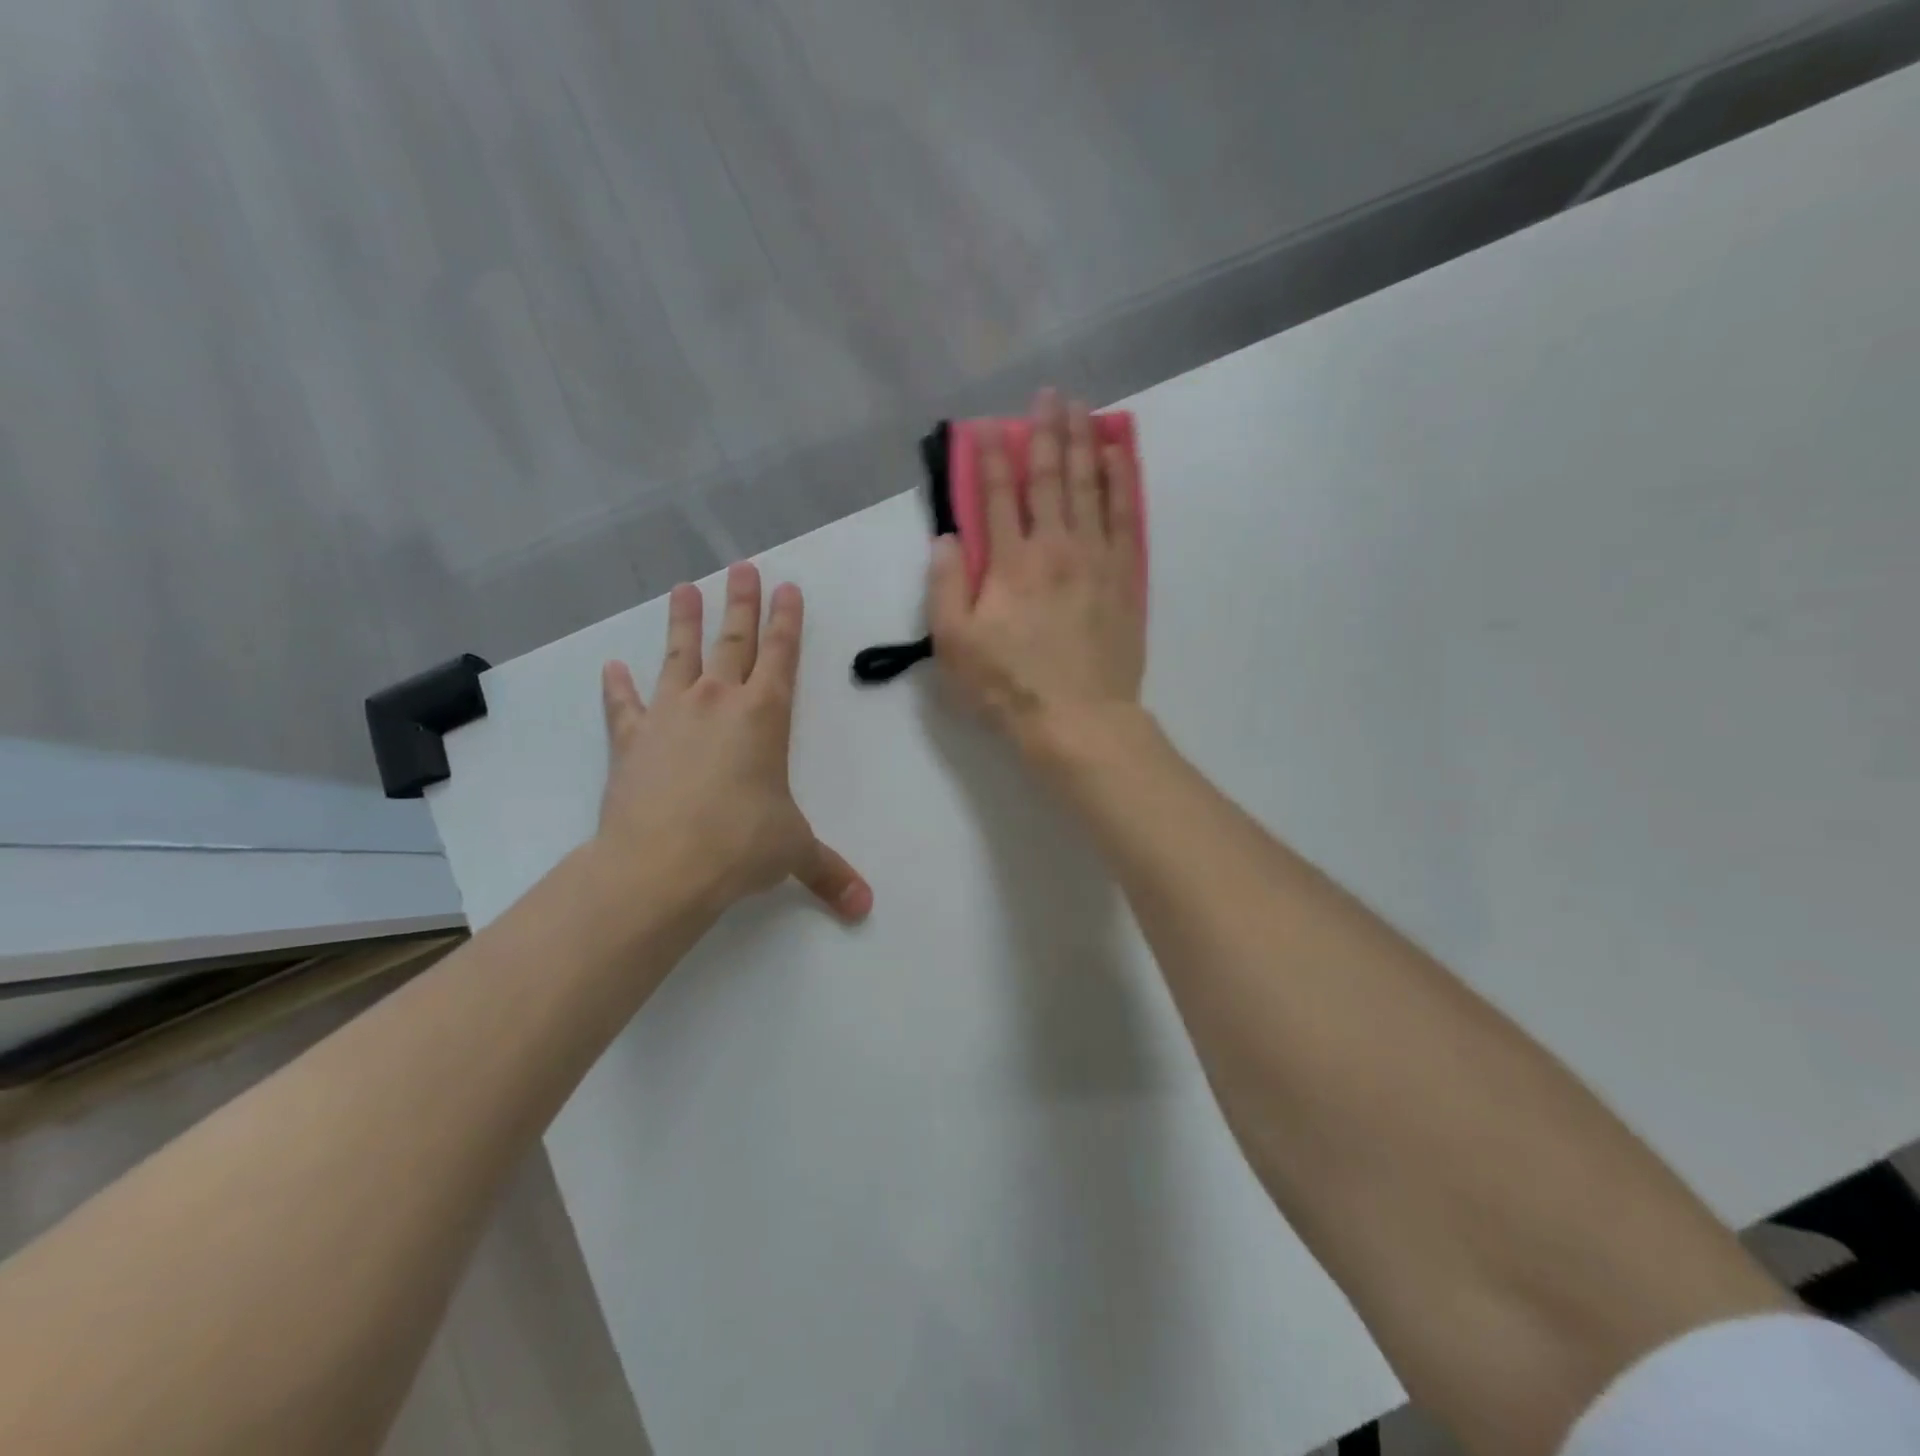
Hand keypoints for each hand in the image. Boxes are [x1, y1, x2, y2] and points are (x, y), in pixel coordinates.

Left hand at [595, 562, 872, 922]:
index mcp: (765, 716)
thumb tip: (865, 908)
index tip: (787, 588)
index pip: (782, 656)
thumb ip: (830, 873)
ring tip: (683, 588)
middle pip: (733, 640)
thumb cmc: (740, 846)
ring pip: (679, 656)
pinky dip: (617, 686)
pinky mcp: (631, 739)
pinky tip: (611, 667)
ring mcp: (670, 715)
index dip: (787, 621)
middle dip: (741, 603)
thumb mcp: (794, 853)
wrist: (661, 865)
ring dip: (683, 621)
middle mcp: (718, 702)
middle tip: (742, 567)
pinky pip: (624, 705)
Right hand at [927, 389, 1146, 757]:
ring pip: (1089, 486)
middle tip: (1048, 394)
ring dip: (1084, 442)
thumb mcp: (955, 646)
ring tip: (1083, 407)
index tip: (986, 425)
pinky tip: (1118, 455)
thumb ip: (945, 587)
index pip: (995, 496)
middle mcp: (1054, 547)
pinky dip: (1121, 480)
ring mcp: (1095, 559)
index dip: (989, 456)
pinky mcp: (1125, 576)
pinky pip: (1124, 515)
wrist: (1079, 720)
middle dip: (1045, 432)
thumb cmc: (1009, 687)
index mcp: (1009, 564)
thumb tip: (946, 538)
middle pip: (1050, 478)